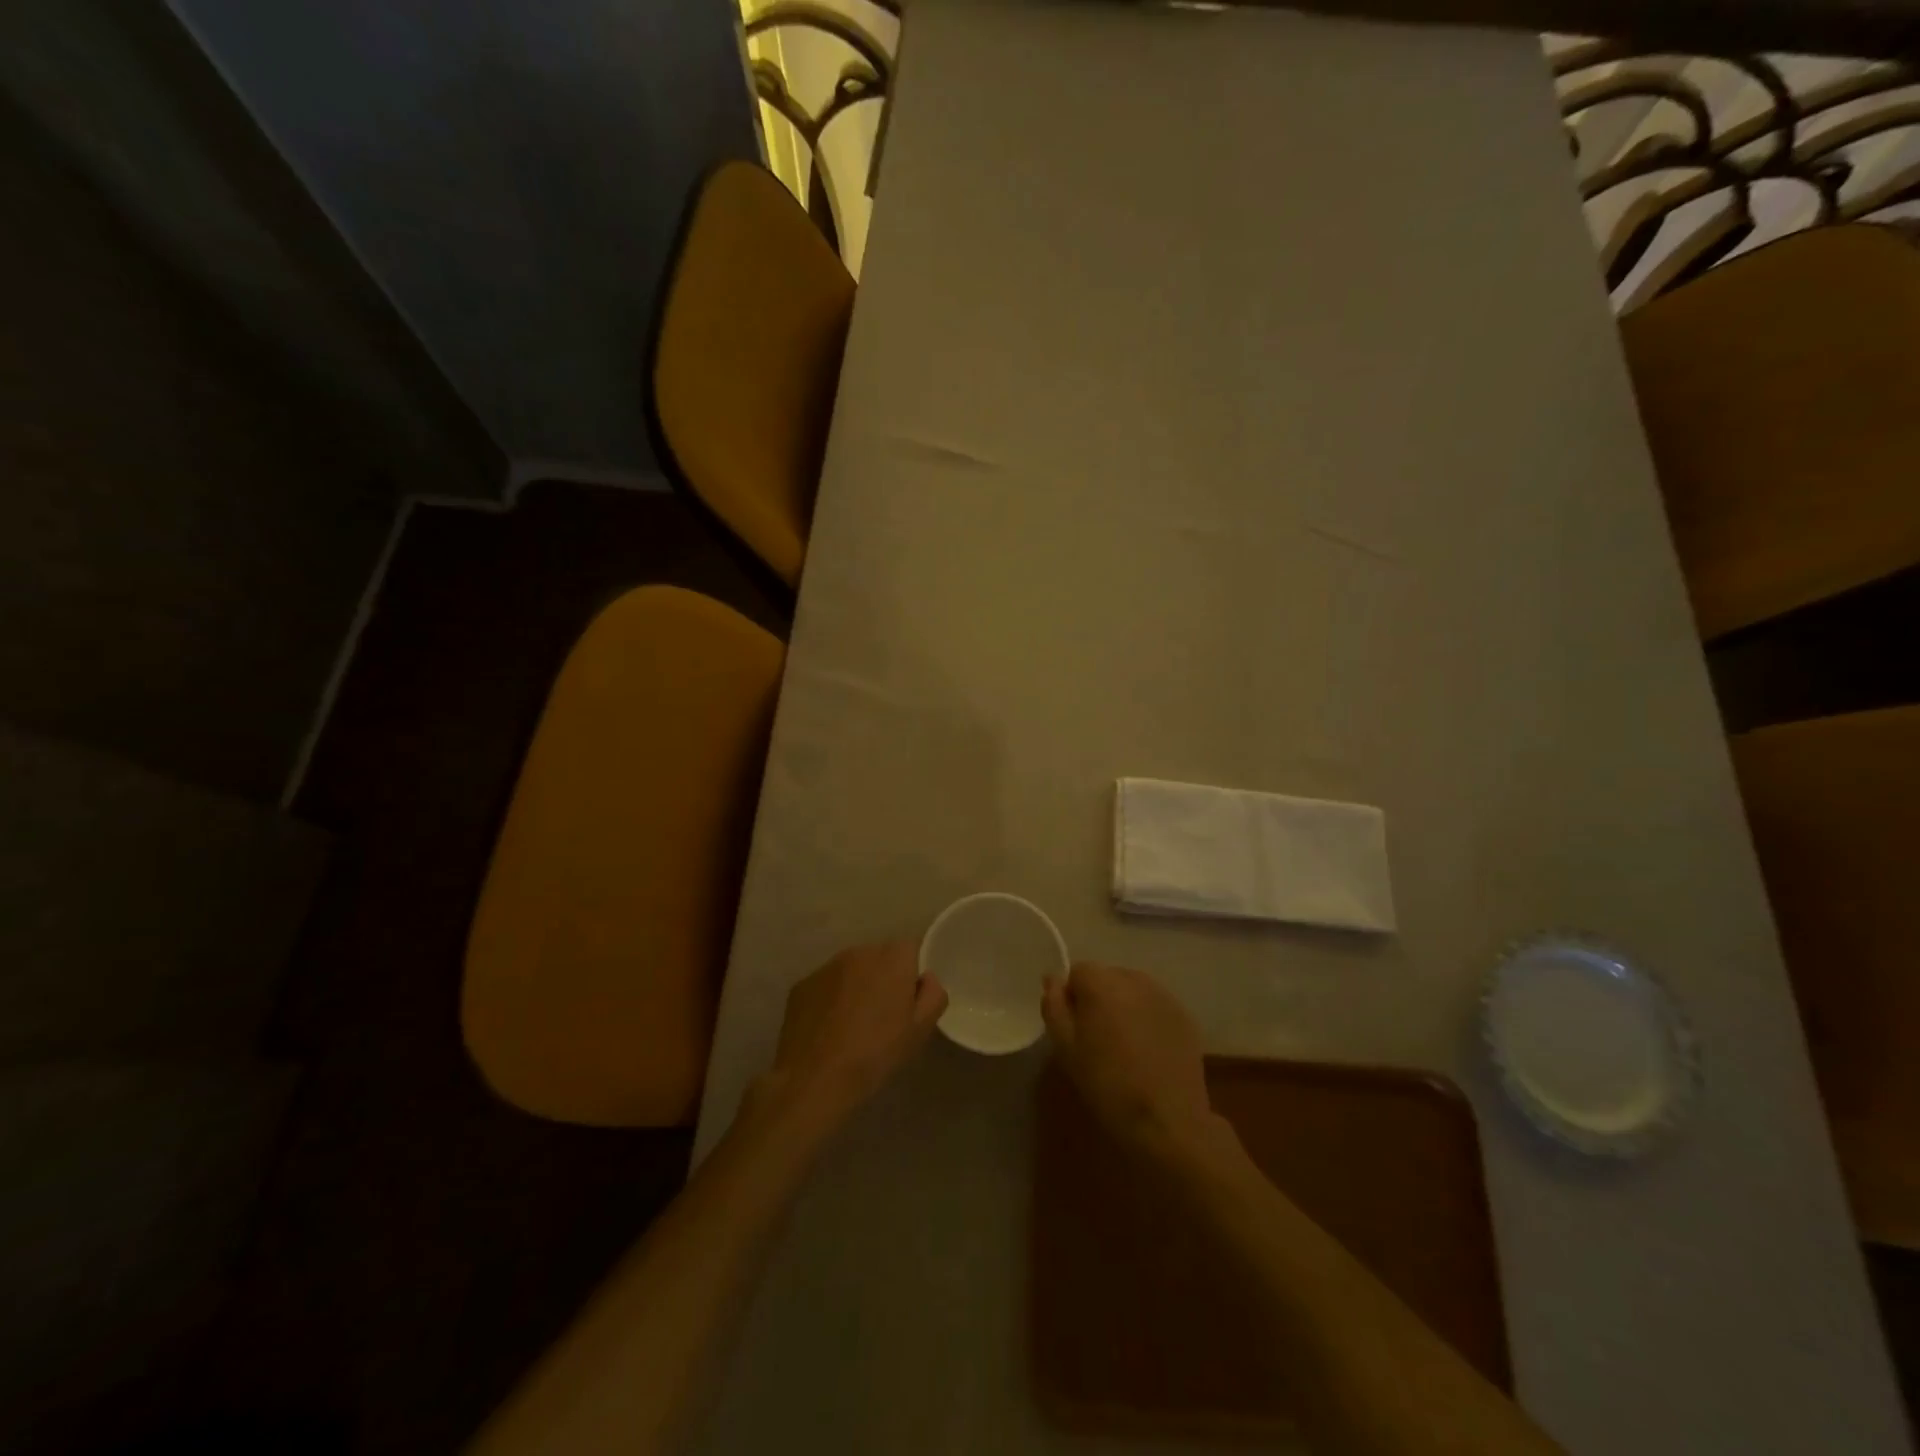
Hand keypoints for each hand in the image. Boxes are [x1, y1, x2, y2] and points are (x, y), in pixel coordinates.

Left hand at [763, 941, 946, 1131]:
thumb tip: (926, 978)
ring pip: (851, 970)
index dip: (912, 973)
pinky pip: (825, 985)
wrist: (815, 1079)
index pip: (910, 949)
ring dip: (856, 986)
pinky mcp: (801, 984)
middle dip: (883, 977)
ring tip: (853, 1024)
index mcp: (892, 959)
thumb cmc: (875, 1054)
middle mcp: (859, 952)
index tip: (908, 999)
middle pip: (879, 957)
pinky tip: (828, 1029)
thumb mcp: (920, 1031)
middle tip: (882, 1014)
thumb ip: (933, 995)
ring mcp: (826, 966)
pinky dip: (830, 999)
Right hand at [1042, 962, 1215, 1156]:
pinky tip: (1148, 1051)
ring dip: (1124, 1006)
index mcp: (1101, 982)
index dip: (1071, 997)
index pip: (1077, 972)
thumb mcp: (1066, 1048)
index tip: (1074, 1028)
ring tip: (1124, 1045)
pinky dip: (1147, 1018)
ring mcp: (1163, 995)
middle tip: (1097, 1038)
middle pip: (1106, 977)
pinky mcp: (1184, 1015)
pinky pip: (1155, 1006)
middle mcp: (1134, 978)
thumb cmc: (1107, 1083)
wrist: (1167, 1119)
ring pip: (1132, 990)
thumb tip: (1053, 980)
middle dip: (1098, 999)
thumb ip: (1054, 1006)